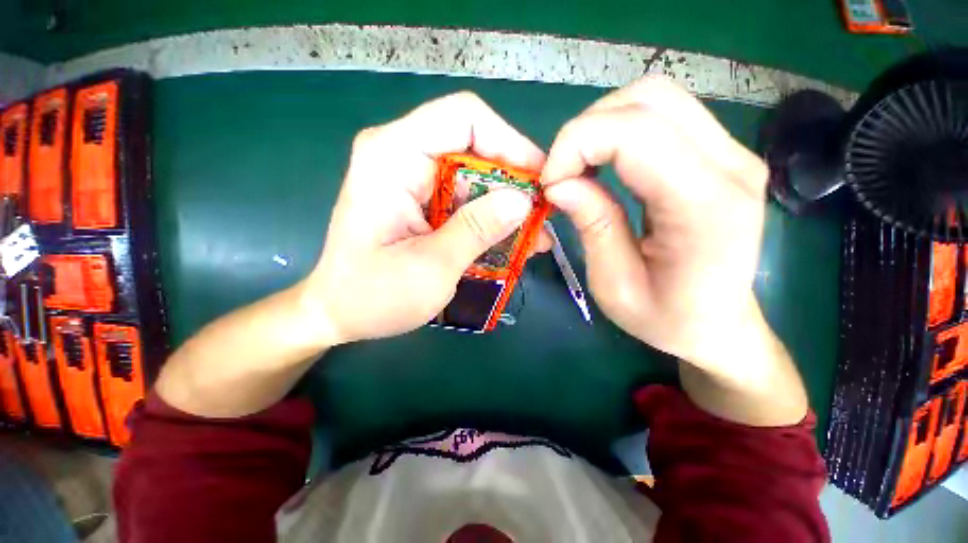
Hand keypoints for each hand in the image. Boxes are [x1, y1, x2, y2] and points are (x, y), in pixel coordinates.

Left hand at [299, 92, 549, 344]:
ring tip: (533, 238)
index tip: (539, 181)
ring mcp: (411, 178)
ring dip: (505, 207)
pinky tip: (510, 242)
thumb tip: (523, 200)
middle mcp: (401, 155)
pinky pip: (465, 198)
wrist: (339, 313)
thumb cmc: (373, 295)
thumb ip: (476, 229)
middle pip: (473, 147)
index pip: (463, 118)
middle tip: (540, 217)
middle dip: (512, 182)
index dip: (509, 143)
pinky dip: (489, 218)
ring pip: (474, 176)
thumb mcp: (432, 267)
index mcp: (393, 156)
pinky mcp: (420, 200)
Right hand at [541, 76, 769, 379]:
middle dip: (586, 129)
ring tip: (580, 167)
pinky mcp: (722, 153)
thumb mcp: (614, 284)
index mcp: (706, 207)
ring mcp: (732, 153)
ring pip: (656, 97)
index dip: (577, 144)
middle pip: (650, 99)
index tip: (549, 183)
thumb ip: (591, 225)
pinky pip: (664, 115)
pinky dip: (620, 130)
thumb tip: (559, 183)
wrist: (719, 325)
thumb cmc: (666, 317)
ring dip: (602, 125)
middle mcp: (731, 166)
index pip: (637, 133)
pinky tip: (604, 162)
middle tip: (562, 172)